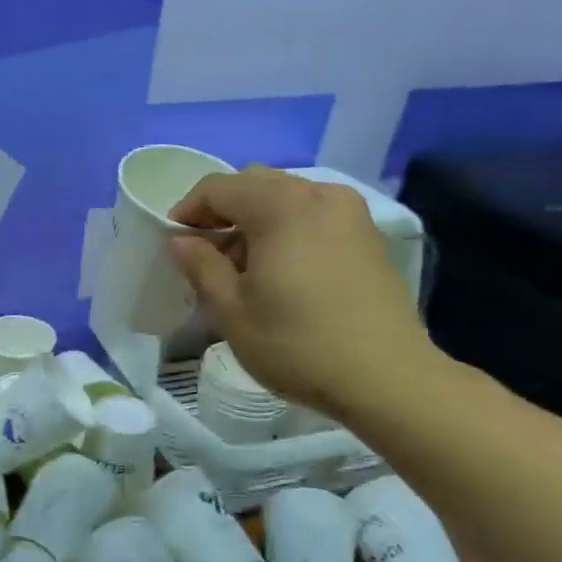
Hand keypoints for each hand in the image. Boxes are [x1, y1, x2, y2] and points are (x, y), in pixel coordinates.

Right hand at [167, 167, 439, 421]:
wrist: (387, 378)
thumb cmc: (297, 344)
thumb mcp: (232, 310)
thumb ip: (201, 266)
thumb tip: (180, 241)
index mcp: (279, 205)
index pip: (218, 187)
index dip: (188, 210)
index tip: (174, 242)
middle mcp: (318, 194)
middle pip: (254, 183)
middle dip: (223, 212)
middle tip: (206, 254)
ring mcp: (350, 213)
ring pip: (287, 197)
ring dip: (256, 220)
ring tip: (245, 267)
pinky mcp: (368, 236)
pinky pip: (315, 215)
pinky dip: (288, 229)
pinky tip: (283, 271)